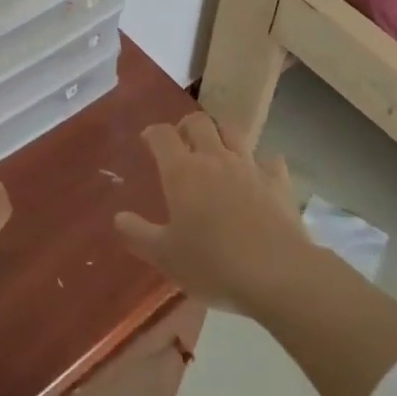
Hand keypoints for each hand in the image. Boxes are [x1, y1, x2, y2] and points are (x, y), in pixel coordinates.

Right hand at [114, 112, 314, 313]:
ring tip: (217, 151)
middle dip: (187, 126)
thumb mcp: (166, 256)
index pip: (162, 134)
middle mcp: (214, 158)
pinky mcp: (278, 181)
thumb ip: (139, 234)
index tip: (148, 141)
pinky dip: (260, 162)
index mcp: (182, 171)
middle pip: (199, 122)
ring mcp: (249, 166)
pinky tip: (258, 175)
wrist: (277, 274)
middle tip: (182, 143)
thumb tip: (119, 217)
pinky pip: (269, 159)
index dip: (153, 133)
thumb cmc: (212, 264)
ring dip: (222, 135)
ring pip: (233, 131)